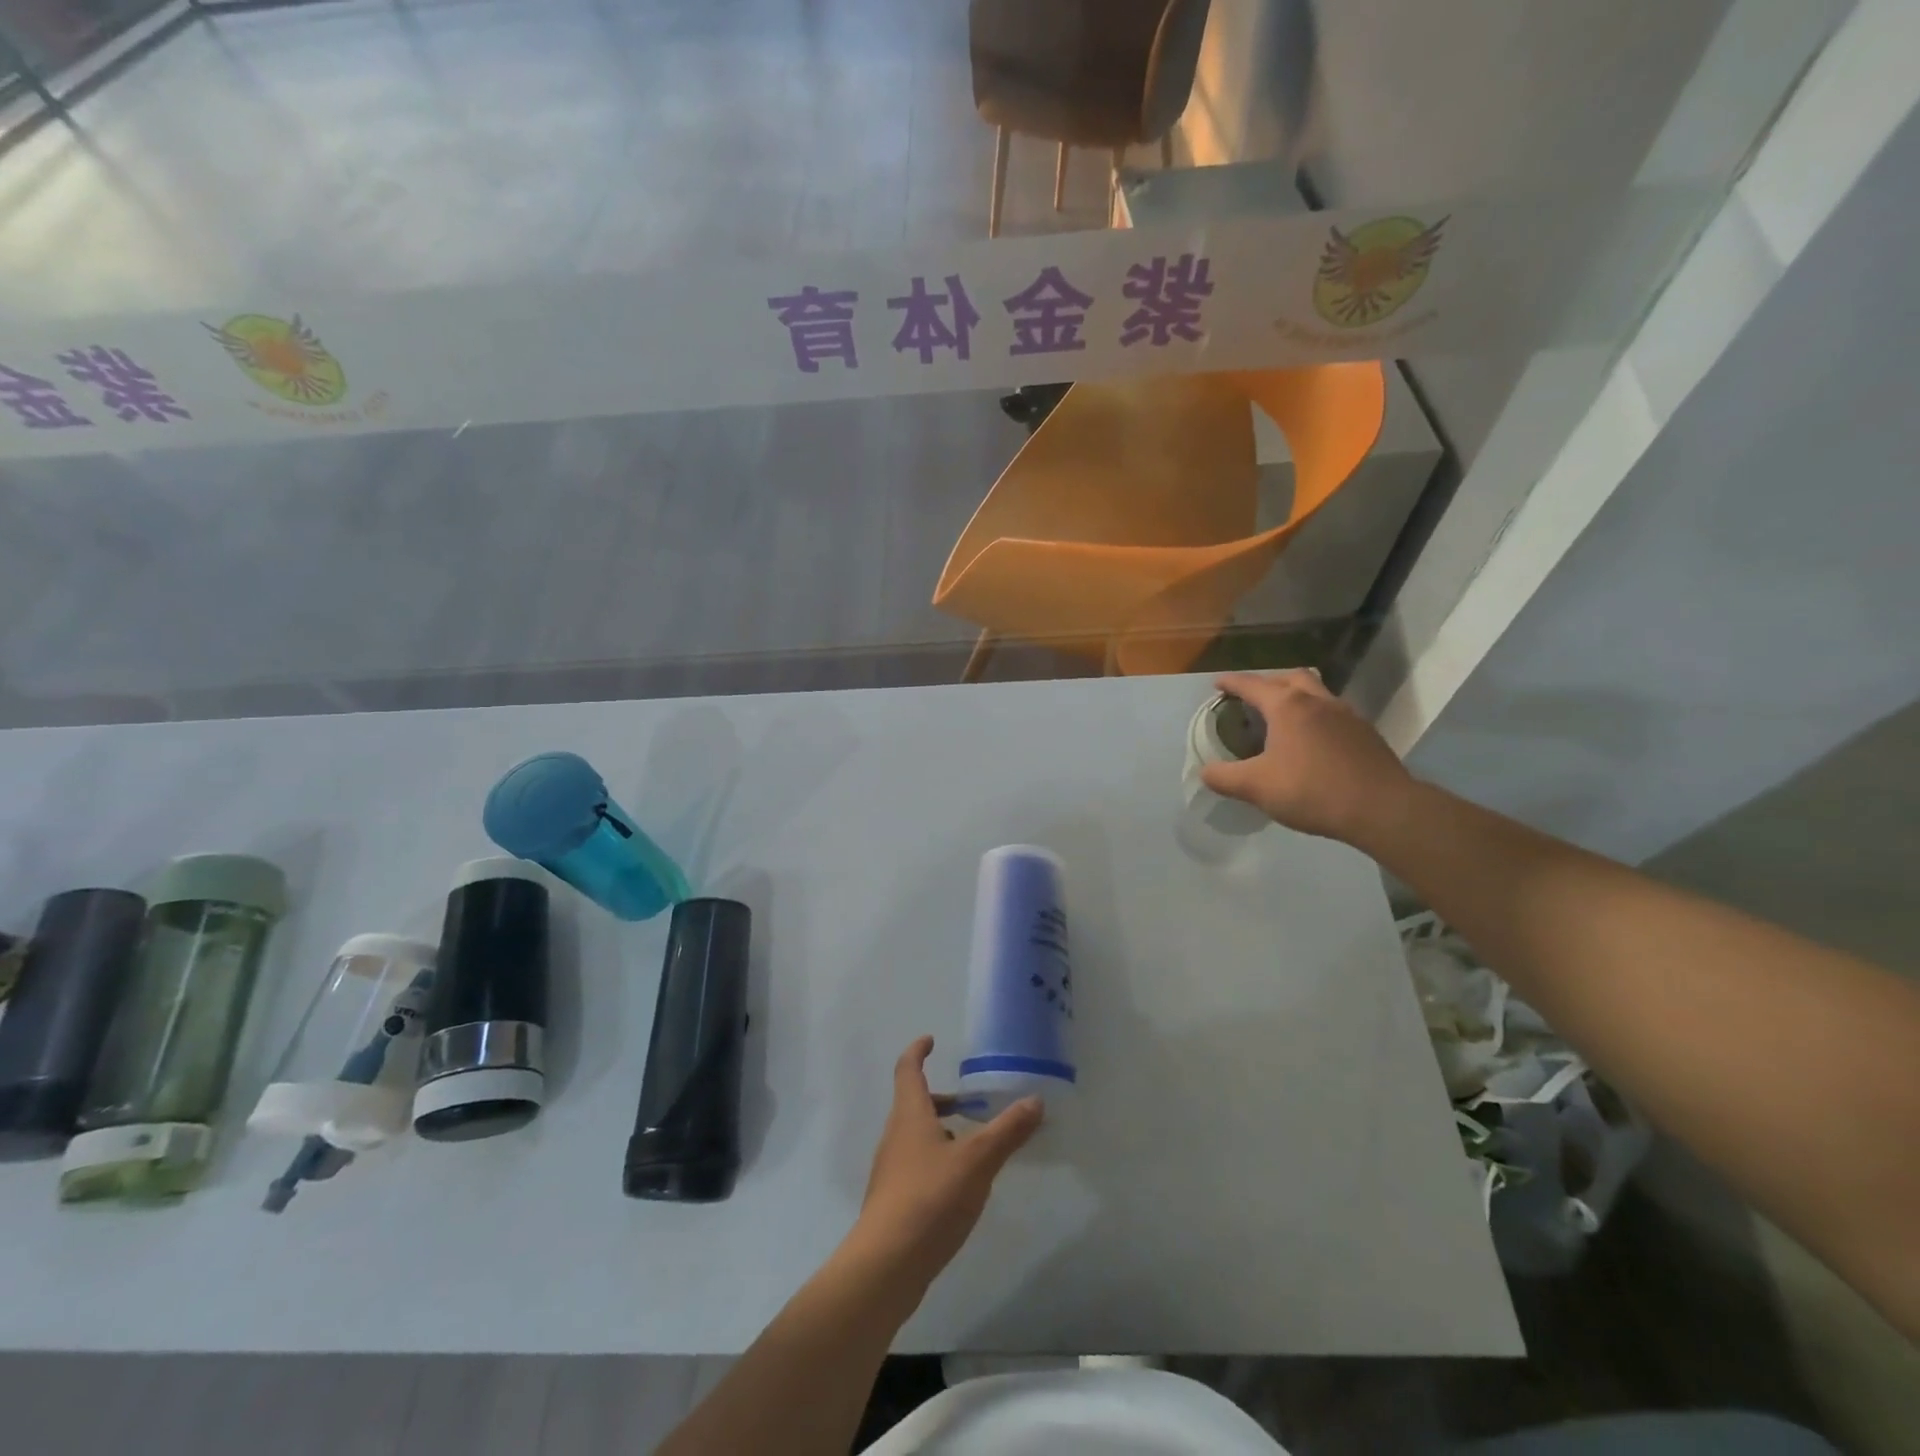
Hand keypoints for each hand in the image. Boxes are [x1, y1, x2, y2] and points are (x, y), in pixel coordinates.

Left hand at [844, 1036, 1041, 1296]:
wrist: (886, 1266)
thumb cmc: (930, 1199)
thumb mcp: (977, 1161)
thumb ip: (1007, 1131)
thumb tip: (1035, 1100)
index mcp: (909, 1115)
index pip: (908, 1070)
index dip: (917, 1051)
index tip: (930, 1040)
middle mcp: (895, 1136)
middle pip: (913, 1104)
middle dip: (940, 1098)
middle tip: (970, 1101)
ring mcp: (891, 1171)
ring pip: (916, 1137)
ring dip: (941, 1131)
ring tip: (975, 1144)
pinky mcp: (894, 1202)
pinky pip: (917, 1166)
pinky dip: (938, 1160)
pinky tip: (961, 1185)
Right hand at [1201, 670, 1415, 846]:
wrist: (1381, 809)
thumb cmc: (1311, 790)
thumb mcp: (1255, 787)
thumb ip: (1224, 777)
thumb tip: (1205, 772)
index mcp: (1287, 707)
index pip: (1252, 685)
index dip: (1231, 683)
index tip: (1218, 684)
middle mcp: (1318, 701)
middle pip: (1291, 678)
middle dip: (1269, 682)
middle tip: (1254, 697)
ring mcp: (1347, 715)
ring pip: (1317, 693)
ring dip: (1297, 697)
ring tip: (1283, 717)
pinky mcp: (1366, 734)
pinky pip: (1334, 714)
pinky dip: (1316, 718)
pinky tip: (1313, 742)